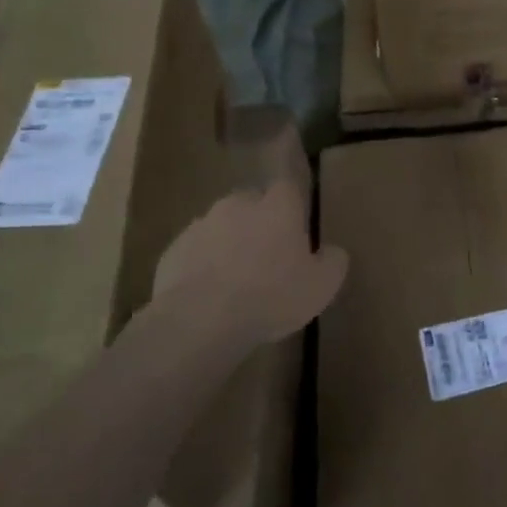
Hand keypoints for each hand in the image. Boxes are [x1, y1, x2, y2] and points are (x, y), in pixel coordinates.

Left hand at [150, 181, 348, 353]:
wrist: (200, 320)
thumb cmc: (271, 296)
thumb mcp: (322, 286)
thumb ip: (333, 261)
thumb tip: (332, 251)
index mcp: (278, 206)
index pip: (288, 186)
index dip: (292, 205)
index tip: (295, 227)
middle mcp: (239, 204)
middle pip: (252, 203)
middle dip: (259, 222)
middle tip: (267, 257)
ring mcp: (201, 224)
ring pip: (221, 226)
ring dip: (229, 244)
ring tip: (235, 281)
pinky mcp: (173, 250)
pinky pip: (195, 252)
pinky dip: (202, 265)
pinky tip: (208, 295)